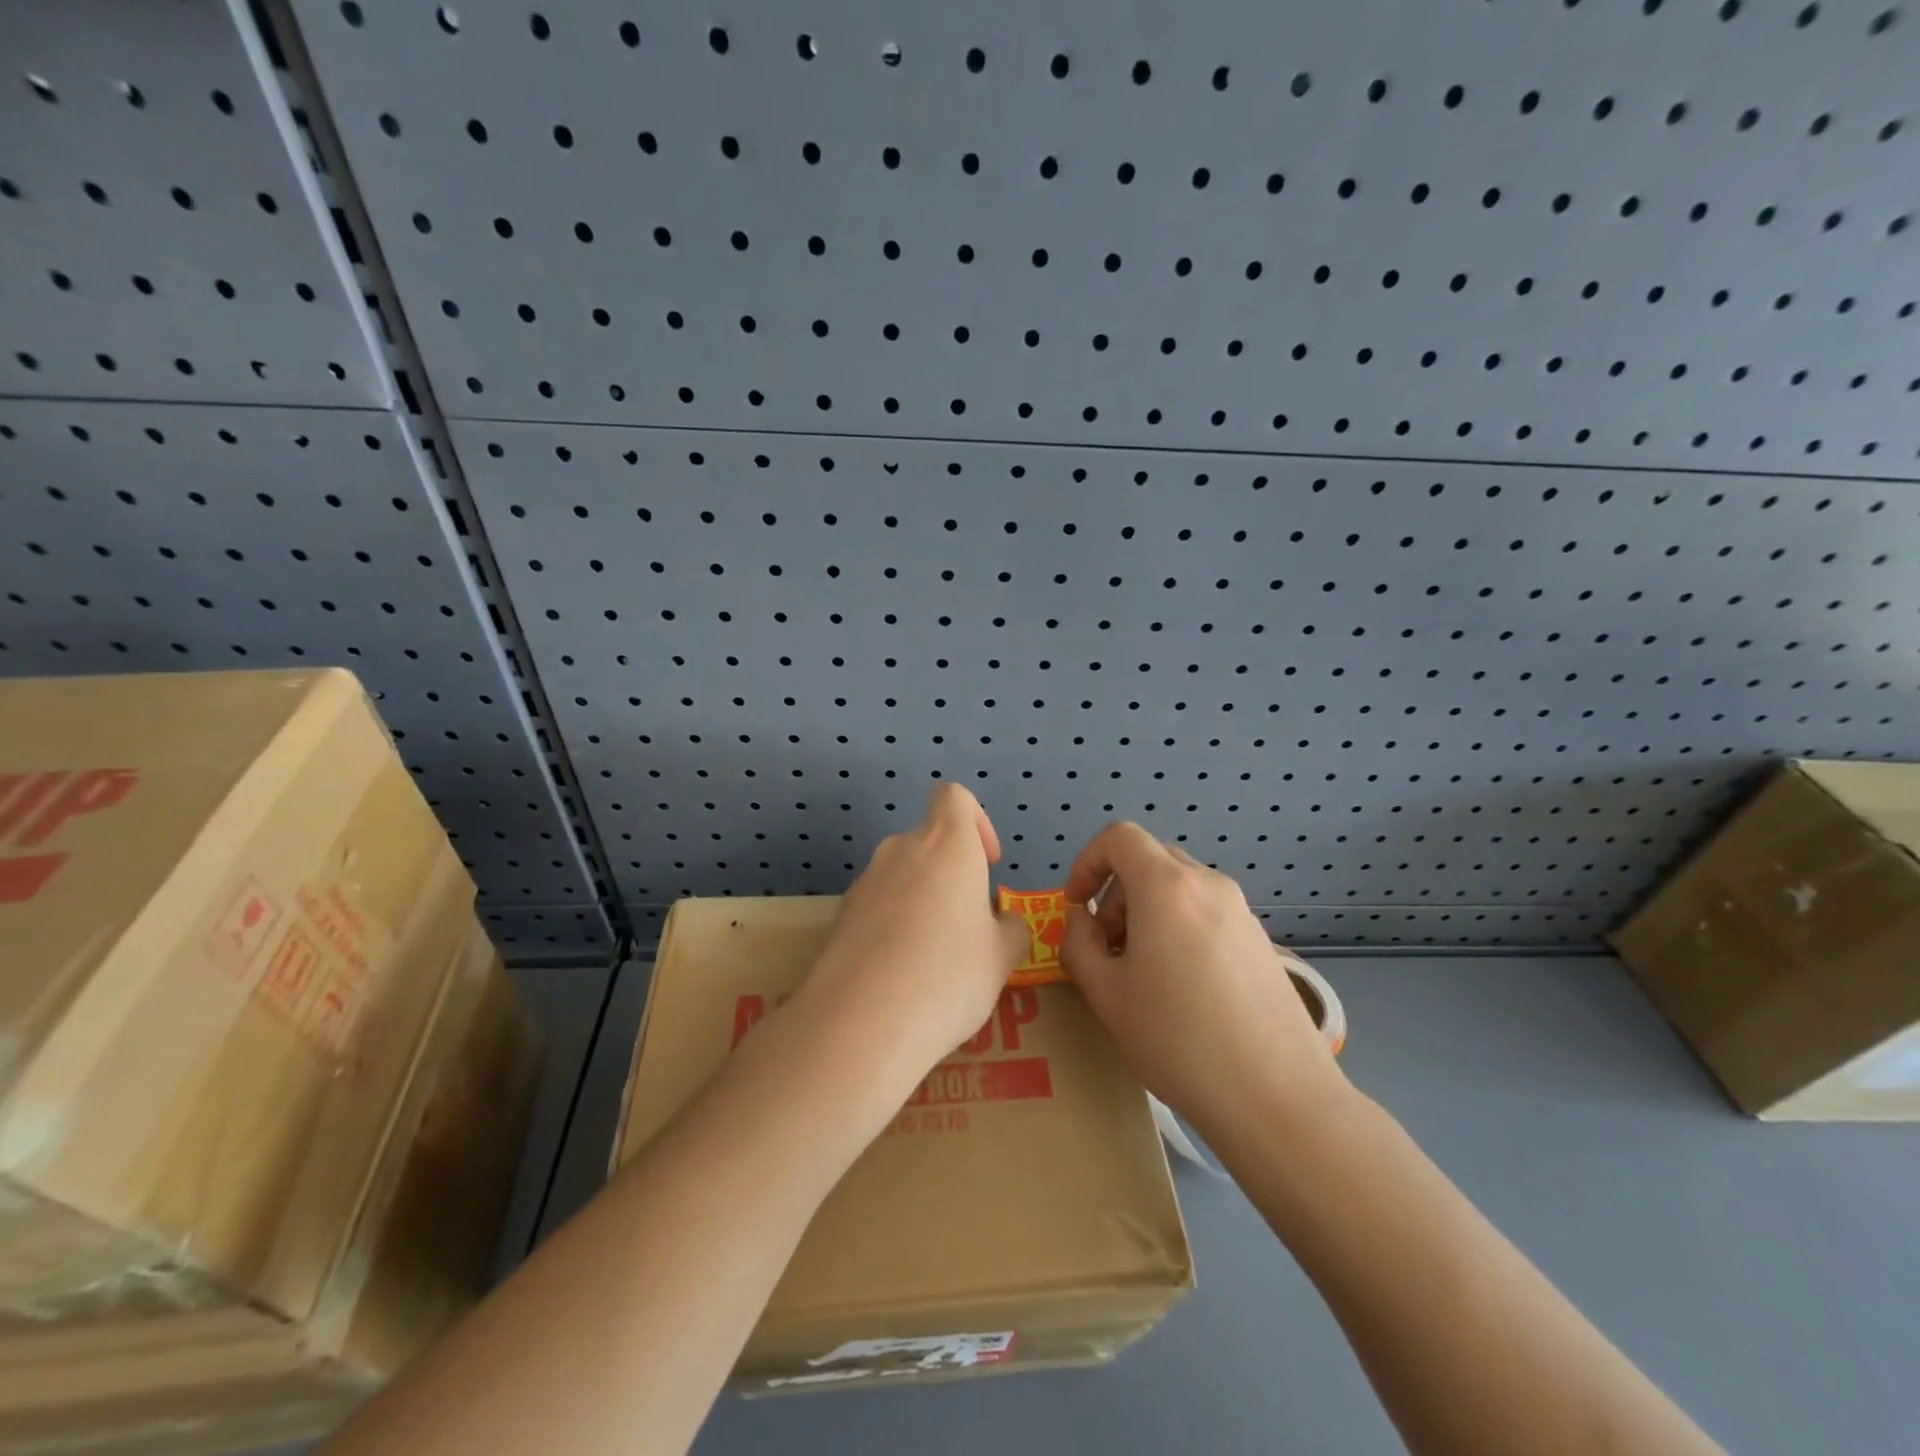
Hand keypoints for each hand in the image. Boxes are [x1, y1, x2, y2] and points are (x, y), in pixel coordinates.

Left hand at [799, 784, 1027, 1069]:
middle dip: (952, 874)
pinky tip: (900, 974)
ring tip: (933, 958)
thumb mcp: (1002, 958)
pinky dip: (893, 924)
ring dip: (922, 900)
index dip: (976, 821)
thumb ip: (1010, 929)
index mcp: (947, 845)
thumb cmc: (948, 976)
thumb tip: (1002, 922)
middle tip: (968, 927)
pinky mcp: (840, 915)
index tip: (987, 864)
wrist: (860, 1022)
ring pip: (903, 876)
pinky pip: (878, 906)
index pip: (954, 797)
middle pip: (929, 841)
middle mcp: (901, 849)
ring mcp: (865, 881)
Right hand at [1060, 823, 1345, 1133]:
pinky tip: (1182, 988)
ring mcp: (1241, 912)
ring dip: (1146, 911)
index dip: (1087, 862)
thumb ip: (1078, 944)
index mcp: (1167, 887)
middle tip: (1107, 947)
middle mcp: (1208, 884)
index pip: (1119, 837)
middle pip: (1150, 860)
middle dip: (1116, 892)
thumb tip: (1080, 920)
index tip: (1076, 906)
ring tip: (1141, 972)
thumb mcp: (1106, 994)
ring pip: (1179, 888)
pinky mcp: (1261, 941)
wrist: (1278, 1098)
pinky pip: (1206, 913)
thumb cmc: (1178, 1040)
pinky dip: (1179, 927)